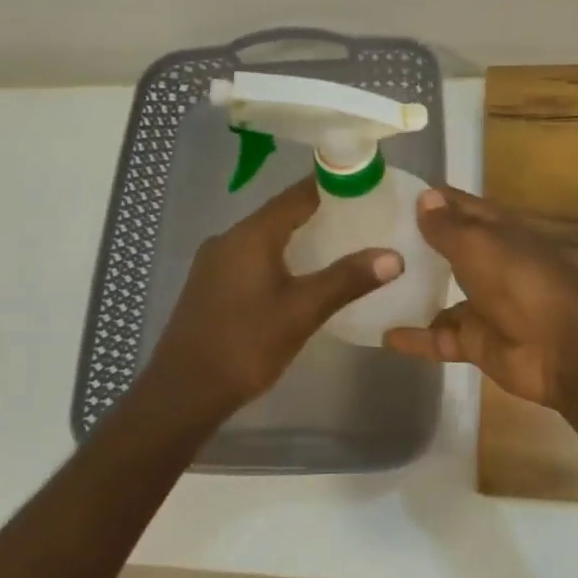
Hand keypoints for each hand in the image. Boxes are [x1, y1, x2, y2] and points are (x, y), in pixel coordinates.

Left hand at [141, 175, 402, 419]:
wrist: (183, 392)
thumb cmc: (245, 344)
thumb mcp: (303, 312)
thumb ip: (347, 280)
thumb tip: (394, 256)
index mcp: (251, 235)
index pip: (297, 195)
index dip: (331, 186)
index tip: (364, 185)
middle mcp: (228, 238)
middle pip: (280, 213)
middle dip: (319, 212)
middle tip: (360, 217)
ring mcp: (214, 262)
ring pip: (264, 237)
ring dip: (298, 236)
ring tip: (338, 243)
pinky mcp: (210, 285)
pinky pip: (251, 257)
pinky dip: (279, 256)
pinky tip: (298, 275)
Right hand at [382, 186, 577, 413]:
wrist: (565, 349)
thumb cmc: (521, 282)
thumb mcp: (479, 246)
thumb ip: (448, 227)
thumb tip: (424, 196)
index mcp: (495, 231)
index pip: (457, 206)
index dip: (427, 199)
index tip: (384, 196)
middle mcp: (488, 263)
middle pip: (446, 249)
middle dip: (412, 245)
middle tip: (363, 239)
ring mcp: (483, 304)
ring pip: (439, 294)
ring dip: (411, 291)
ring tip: (366, 285)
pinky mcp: (476, 341)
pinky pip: (439, 338)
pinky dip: (414, 338)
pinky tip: (381, 334)